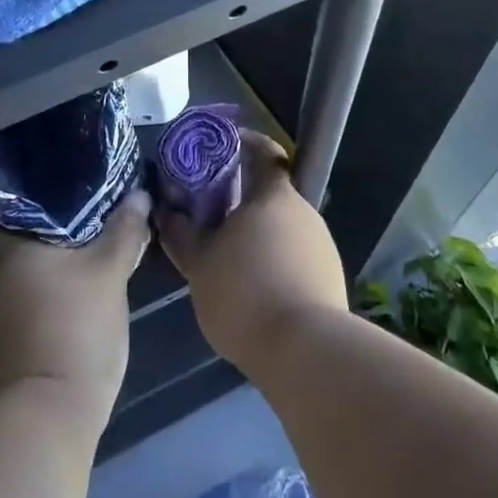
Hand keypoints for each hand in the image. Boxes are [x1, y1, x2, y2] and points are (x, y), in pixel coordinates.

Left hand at [0, 188, 152, 436]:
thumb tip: (140, 195)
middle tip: (36, 181)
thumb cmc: (71, 329)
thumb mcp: (109, 273)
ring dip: (0, 233)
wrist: (41, 418)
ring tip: (41, 215)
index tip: (16, 154)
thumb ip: (124, 229)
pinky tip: (37, 262)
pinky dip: (3, 265)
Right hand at [156, 132, 347, 376]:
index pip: (264, 152)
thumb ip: (181, 233)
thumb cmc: (245, 293)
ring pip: (282, 229)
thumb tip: (167, 212)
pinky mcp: (330, 280)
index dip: (243, 144)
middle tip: (209, 216)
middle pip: (270, 194)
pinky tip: (254, 290)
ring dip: (257, 236)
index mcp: (274, 195)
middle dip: (241, 201)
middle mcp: (304, 212)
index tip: (219, 149)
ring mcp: (322, 246)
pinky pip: (295, 259)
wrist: (306, 353)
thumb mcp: (199, 264)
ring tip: (227, 259)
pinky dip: (274, 264)